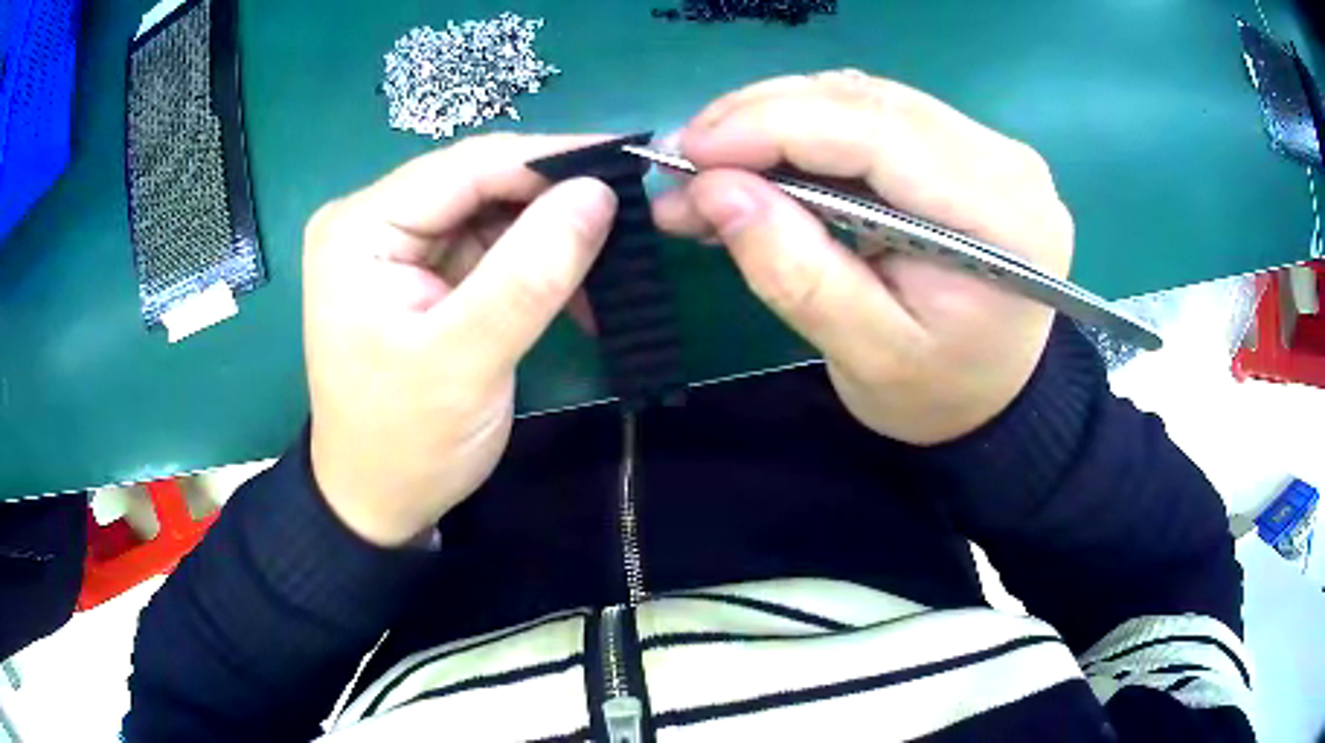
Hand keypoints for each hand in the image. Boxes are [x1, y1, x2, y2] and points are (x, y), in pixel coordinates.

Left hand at [303, 135, 616, 545]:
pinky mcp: (421, 271)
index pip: (464, 165)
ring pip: (492, 212)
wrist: (379, 501)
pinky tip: (576, 289)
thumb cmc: (406, 442)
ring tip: (612, 262)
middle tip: (630, 216)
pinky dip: (535, 264)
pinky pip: (489, 246)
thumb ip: (531, 273)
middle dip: (554, 201)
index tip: (626, 161)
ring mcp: (396, 245)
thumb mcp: (467, 360)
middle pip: (478, 183)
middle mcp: (372, 221)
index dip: (549, 158)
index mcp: (360, 228)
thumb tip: (599, 192)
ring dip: (551, 236)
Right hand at [653, 71, 1073, 444]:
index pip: (875, 134)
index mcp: (1000, 215)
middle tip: (685, 160)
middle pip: (865, 102)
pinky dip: (805, 129)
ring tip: (713, 166)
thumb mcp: (866, 356)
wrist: (994, 394)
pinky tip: (762, 161)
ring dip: (776, 120)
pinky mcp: (962, 145)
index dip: (772, 128)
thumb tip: (714, 190)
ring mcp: (986, 144)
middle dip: (761, 119)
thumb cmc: (940, 392)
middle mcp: (1003, 160)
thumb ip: (795, 272)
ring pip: (861, 98)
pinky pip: (871, 114)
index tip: (688, 155)